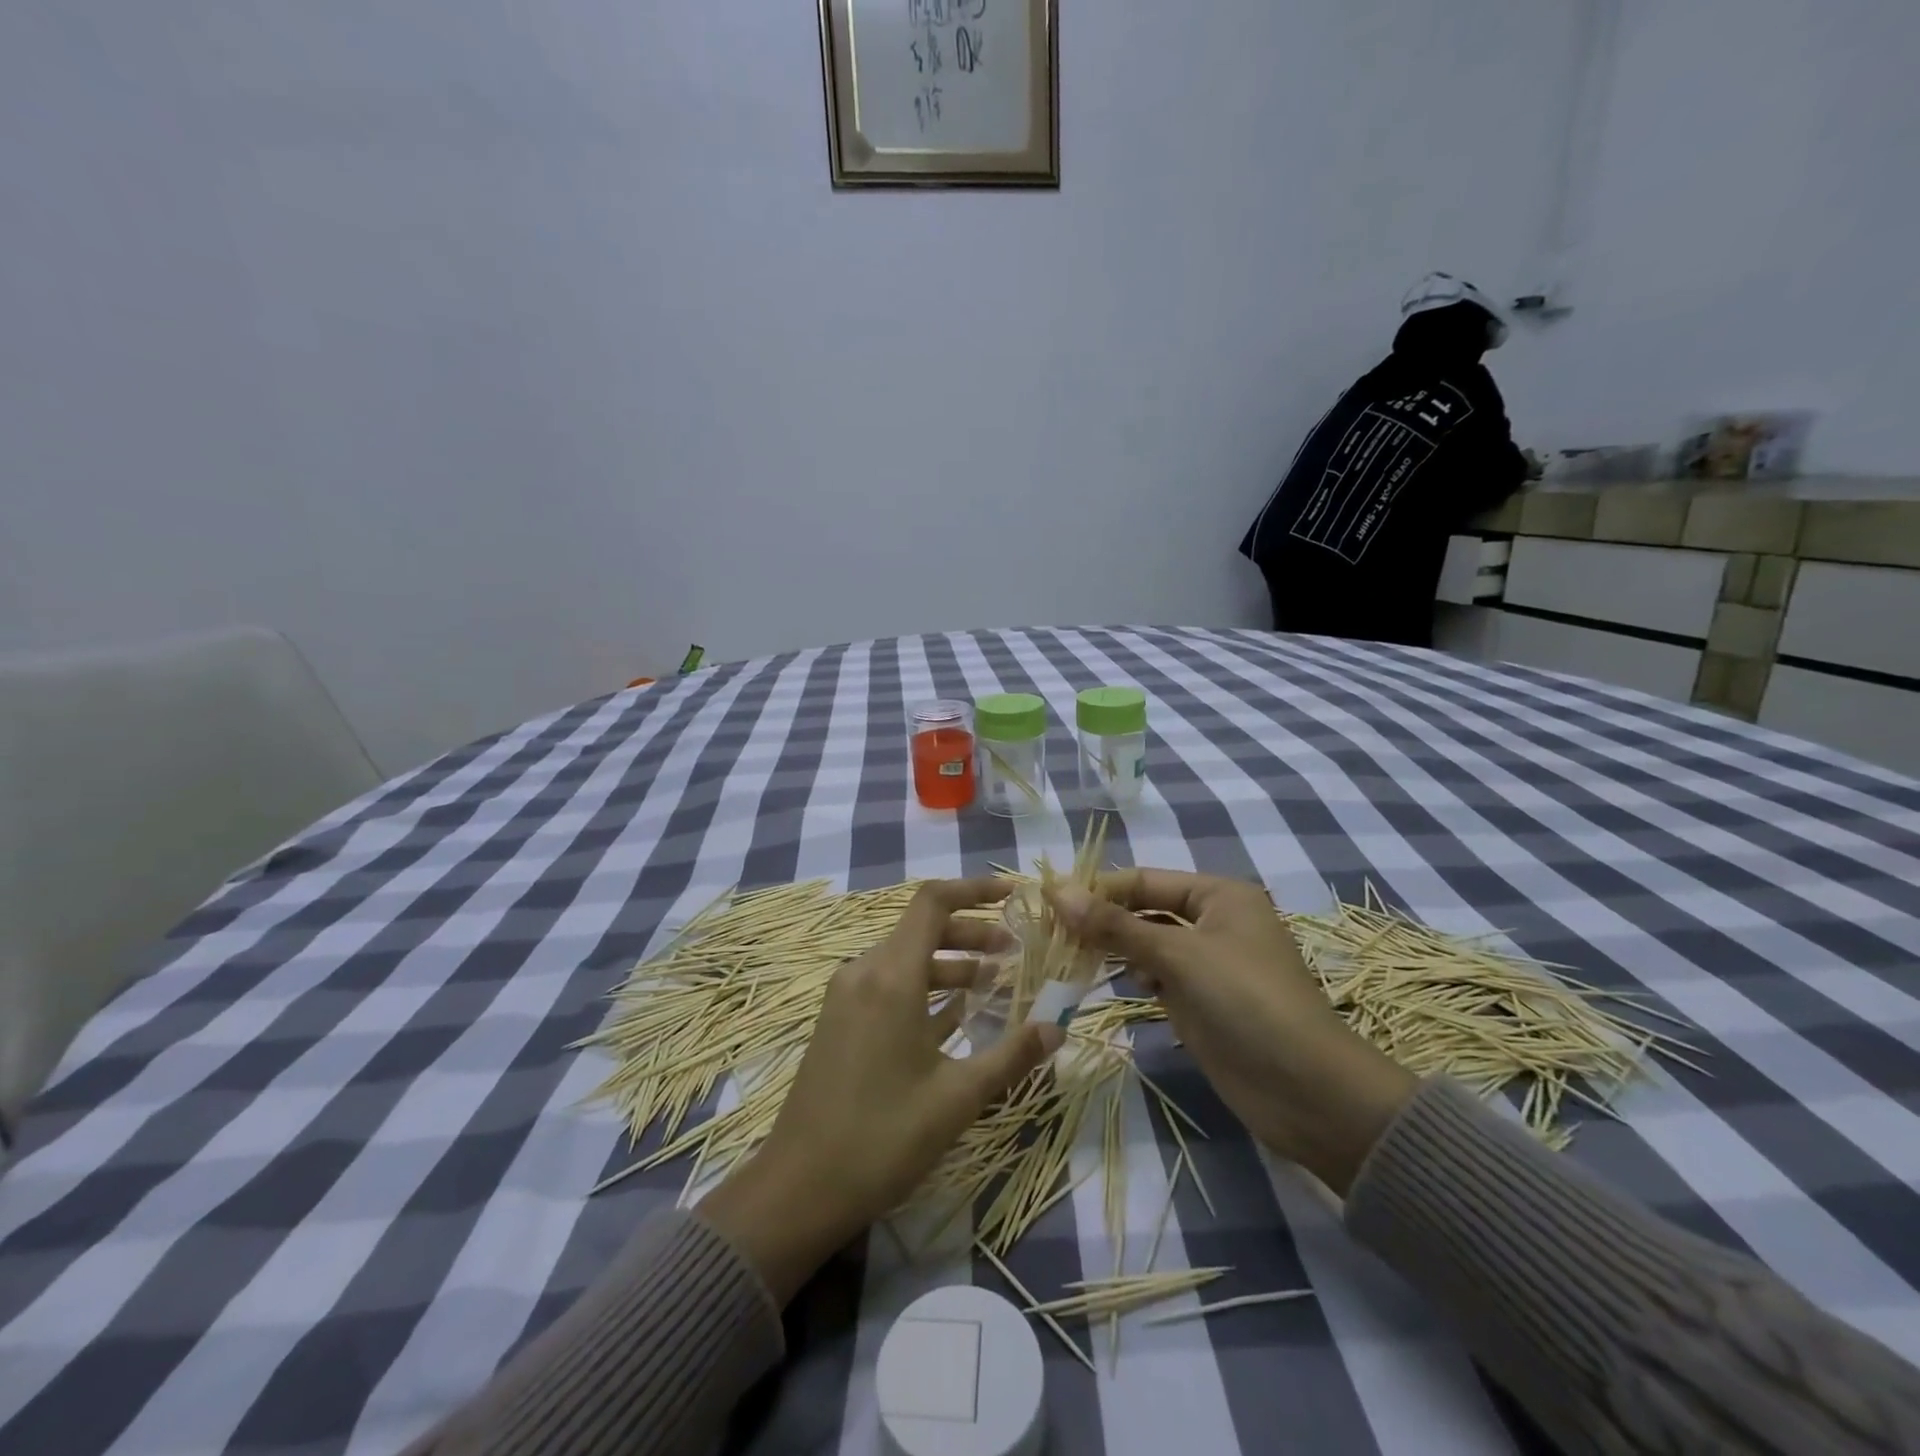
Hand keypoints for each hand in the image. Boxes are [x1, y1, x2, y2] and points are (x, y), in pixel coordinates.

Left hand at [700, 879, 1060, 1301]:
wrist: (798, 1188)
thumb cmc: (882, 1138)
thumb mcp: (956, 1098)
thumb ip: (1010, 1056)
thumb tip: (1057, 1027)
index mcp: (890, 977)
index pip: (932, 902)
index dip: (973, 889)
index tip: (1012, 894)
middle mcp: (864, 972)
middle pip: (922, 929)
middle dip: (971, 933)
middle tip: (1014, 951)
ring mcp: (846, 996)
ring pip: (906, 958)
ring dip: (950, 963)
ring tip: (994, 984)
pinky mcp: (839, 1020)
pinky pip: (888, 985)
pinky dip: (925, 987)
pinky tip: (956, 1015)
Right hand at [1051, 870, 1414, 1196]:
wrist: (1307, 1091)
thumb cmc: (1246, 1002)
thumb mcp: (1178, 955)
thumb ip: (1116, 925)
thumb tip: (1057, 891)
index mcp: (1218, 895)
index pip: (1144, 880)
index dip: (1098, 889)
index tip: (1049, 902)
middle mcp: (1213, 922)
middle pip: (1144, 910)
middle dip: (1103, 920)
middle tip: (1052, 934)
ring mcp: (1207, 964)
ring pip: (1147, 944)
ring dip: (1114, 949)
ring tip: (1071, 957)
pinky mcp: (1201, 1001)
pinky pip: (1157, 976)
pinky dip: (1134, 976)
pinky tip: (1115, 983)